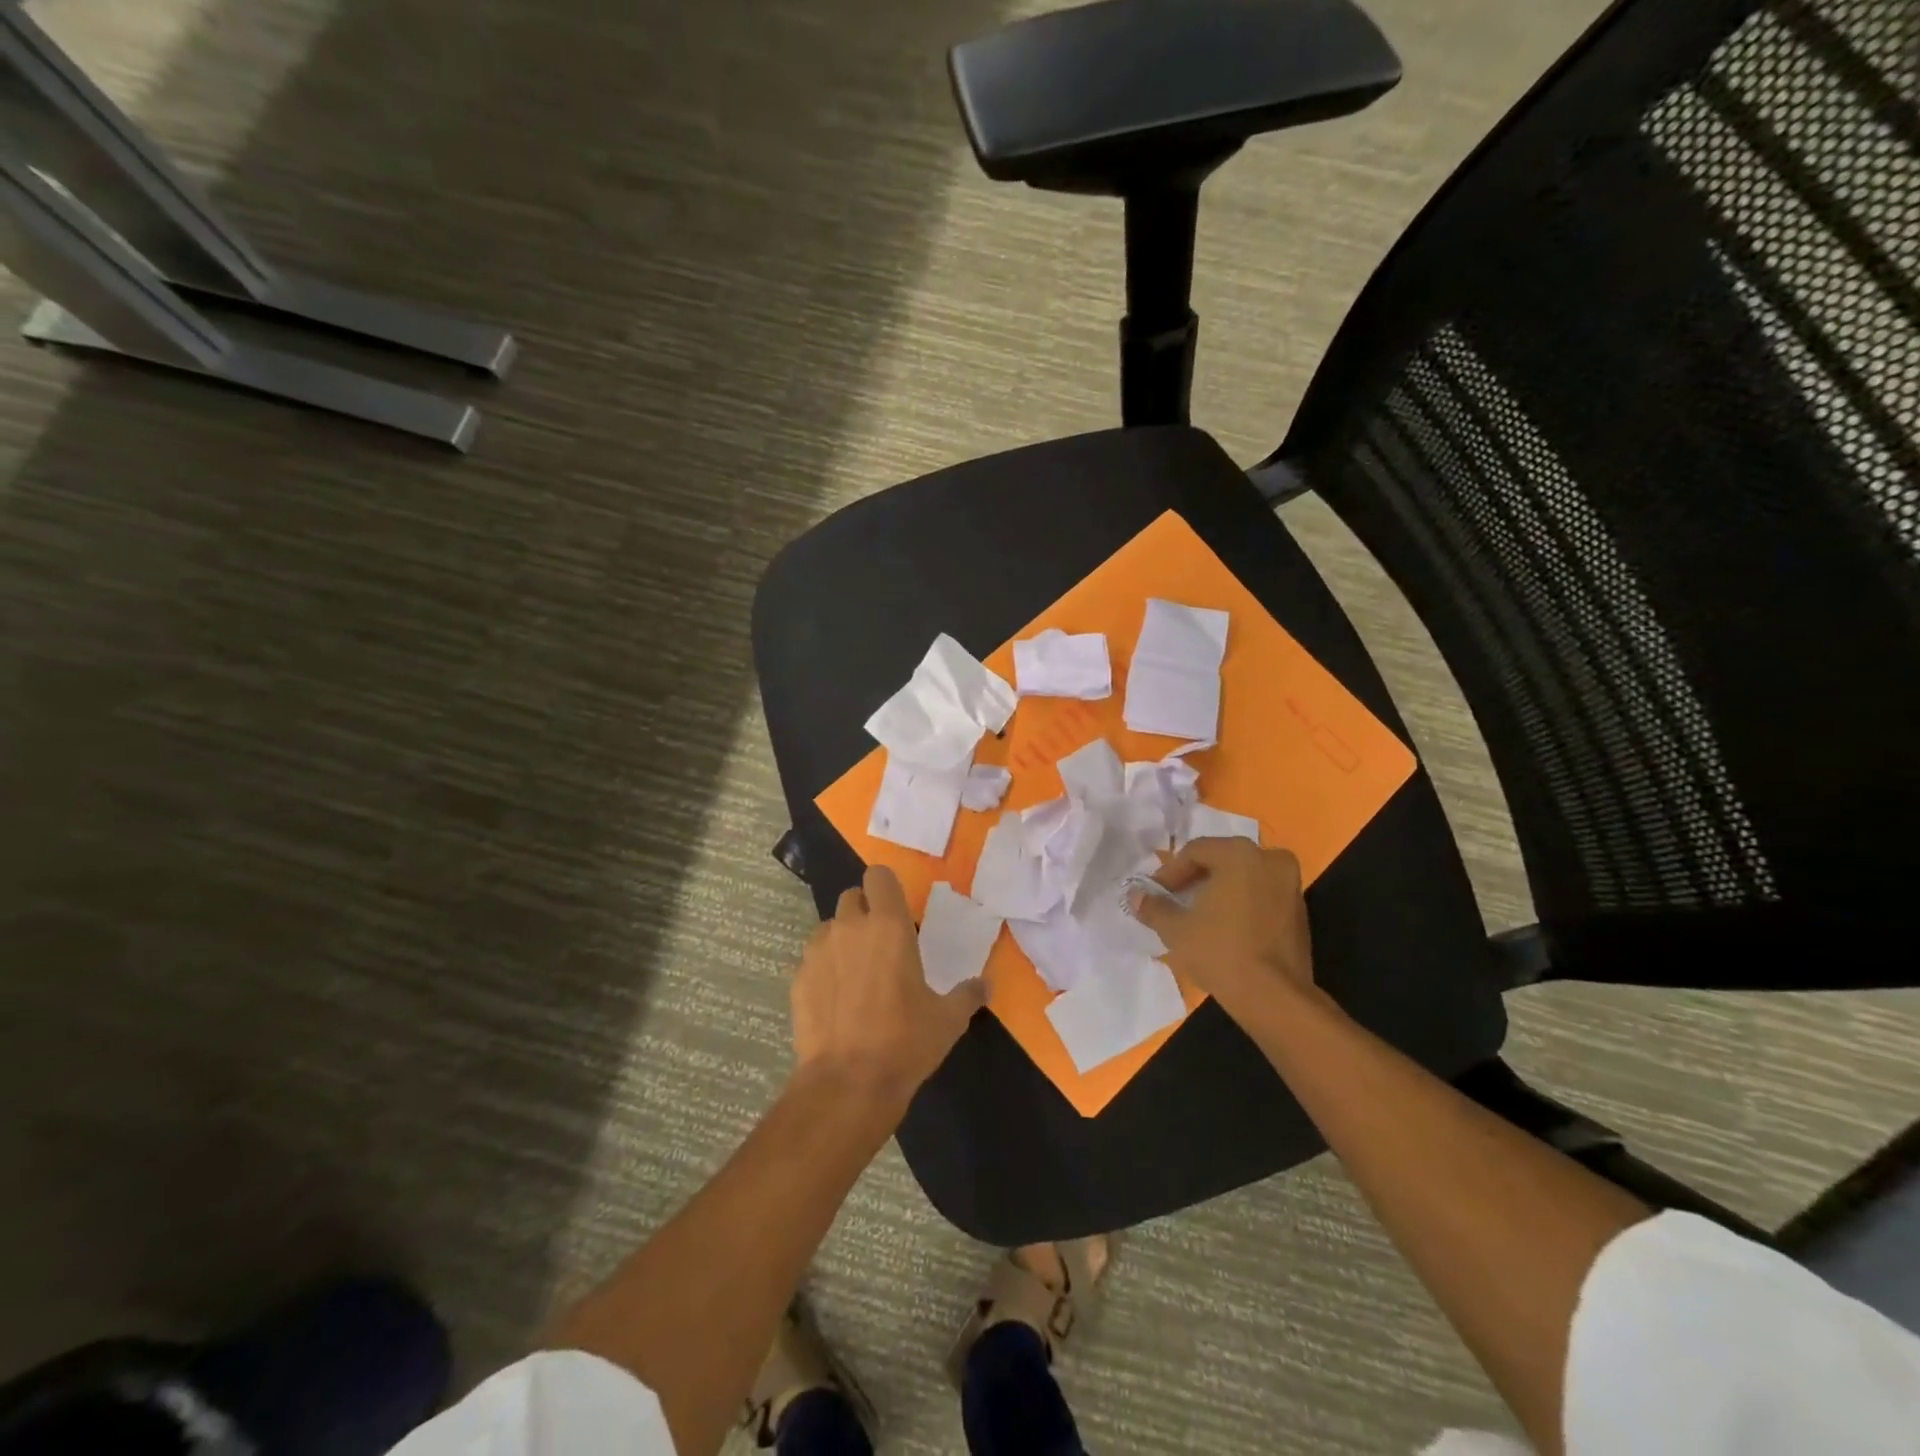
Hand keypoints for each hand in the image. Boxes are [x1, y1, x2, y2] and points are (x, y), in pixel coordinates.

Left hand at [790, 865, 987, 1106]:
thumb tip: (985, 984)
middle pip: (852, 897)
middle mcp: (849, 928)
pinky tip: (836, 1000)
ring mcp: (818, 951)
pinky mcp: (798, 978)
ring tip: (856, 973)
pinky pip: (813, 959)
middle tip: (881, 943)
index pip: (879, 876)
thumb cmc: (905, 1042)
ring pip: (830, 927)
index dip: (886, 887)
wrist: (847, 1084)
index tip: (897, 909)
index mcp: (888, 926)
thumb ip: (968, 994)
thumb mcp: (948, 1020)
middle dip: (865, 911)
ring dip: (843, 939)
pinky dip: (824, 969)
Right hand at [1129, 837, 1314, 1025]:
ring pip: (1244, 878)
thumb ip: (1154, 907)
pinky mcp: (1300, 912)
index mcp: (1240, 854)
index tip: (1155, 895)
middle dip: (1195, 880)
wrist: (1275, 998)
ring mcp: (1291, 886)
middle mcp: (1271, 860)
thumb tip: (1135, 896)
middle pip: (1222, 861)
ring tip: (1195, 917)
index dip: (1169, 873)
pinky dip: (1240, 904)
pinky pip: (1261, 896)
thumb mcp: (1176, 929)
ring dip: (1218, 892)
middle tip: (1173, 902)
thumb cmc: (1221, 952)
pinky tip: (1223, 928)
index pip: (1195, 852)